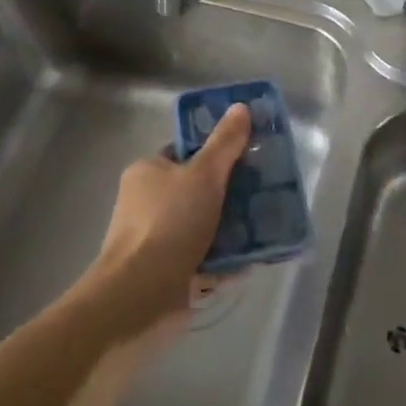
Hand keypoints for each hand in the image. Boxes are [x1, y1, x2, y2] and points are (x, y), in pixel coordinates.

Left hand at [91, 103, 250, 335]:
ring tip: (266, 224)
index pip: (185, 152)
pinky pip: (205, 257)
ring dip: (232, 227)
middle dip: (231, 192)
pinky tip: (253, 258)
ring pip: (204, 224)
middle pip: (198, 189)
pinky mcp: (169, 272)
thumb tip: (241, 106)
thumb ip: (224, 143)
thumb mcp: (203, 174)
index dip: (216, 151)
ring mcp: (157, 240)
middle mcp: (148, 203)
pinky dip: (226, 259)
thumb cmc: (169, 224)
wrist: (139, 298)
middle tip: (265, 191)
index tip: (249, 155)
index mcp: (148, 172)